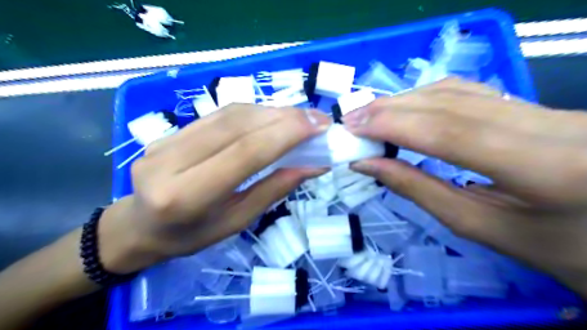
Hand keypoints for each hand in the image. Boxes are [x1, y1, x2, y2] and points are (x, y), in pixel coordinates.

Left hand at [100, 104, 328, 272]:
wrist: (141, 225)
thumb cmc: (192, 235)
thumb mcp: (237, 221)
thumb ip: (273, 190)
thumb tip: (312, 165)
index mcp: (187, 195)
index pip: (244, 152)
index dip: (285, 134)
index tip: (318, 126)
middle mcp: (171, 160)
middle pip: (237, 126)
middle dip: (284, 118)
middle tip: (317, 119)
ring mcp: (166, 140)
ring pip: (229, 114)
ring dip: (271, 112)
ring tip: (300, 119)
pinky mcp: (170, 131)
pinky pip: (219, 114)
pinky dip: (253, 113)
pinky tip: (272, 118)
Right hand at [345, 79, 586, 297]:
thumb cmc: (553, 248)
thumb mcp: (481, 227)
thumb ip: (420, 191)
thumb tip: (370, 165)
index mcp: (546, 167)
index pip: (449, 131)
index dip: (393, 125)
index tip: (352, 128)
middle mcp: (552, 123)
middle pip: (450, 103)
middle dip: (391, 109)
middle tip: (352, 120)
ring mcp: (548, 108)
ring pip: (459, 91)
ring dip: (406, 100)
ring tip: (370, 115)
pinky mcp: (537, 106)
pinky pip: (471, 92)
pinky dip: (428, 97)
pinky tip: (405, 108)